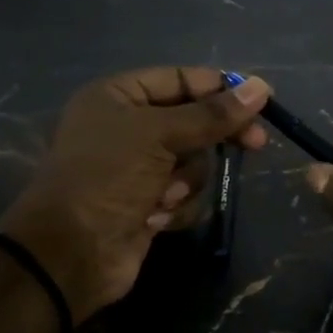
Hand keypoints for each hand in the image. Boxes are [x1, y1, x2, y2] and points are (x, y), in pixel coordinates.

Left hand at [1, 67, 270, 321]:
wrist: (71, 253)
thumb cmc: (108, 177)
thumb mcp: (159, 135)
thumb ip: (212, 114)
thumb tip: (261, 88)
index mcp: (118, 97)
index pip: (179, 79)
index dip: (219, 88)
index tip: (260, 99)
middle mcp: (127, 127)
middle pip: (192, 121)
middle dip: (214, 137)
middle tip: (256, 144)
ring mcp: (137, 169)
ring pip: (193, 161)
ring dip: (187, 180)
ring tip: (165, 195)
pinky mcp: (148, 203)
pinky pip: (185, 194)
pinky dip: (177, 206)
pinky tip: (155, 217)